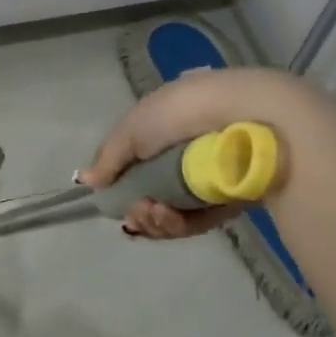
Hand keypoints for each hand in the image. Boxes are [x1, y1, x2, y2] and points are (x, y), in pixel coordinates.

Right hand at [80, 68, 279, 239]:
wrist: (248, 119)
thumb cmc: (183, 112)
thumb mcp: (134, 128)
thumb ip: (109, 157)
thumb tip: (87, 180)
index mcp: (168, 124)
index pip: (140, 160)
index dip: (122, 182)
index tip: (112, 196)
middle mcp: (189, 150)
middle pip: (154, 190)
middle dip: (138, 208)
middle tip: (135, 213)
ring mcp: (211, 177)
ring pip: (174, 210)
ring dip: (155, 219)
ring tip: (152, 213)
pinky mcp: (232, 200)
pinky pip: (199, 220)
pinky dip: (179, 224)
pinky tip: (168, 217)